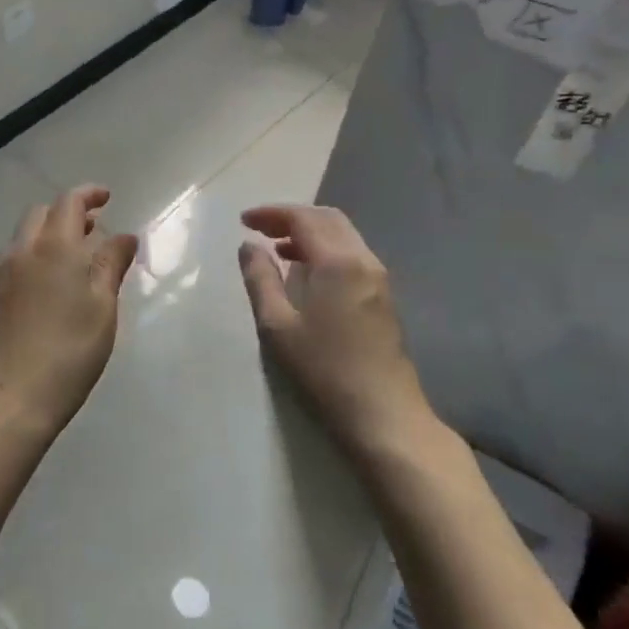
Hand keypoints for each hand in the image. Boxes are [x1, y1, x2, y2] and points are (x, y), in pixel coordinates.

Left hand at [0, 185, 139, 435]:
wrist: (7, 399)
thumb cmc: (68, 353)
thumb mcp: (102, 308)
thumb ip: (111, 266)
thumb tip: (124, 236)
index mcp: (54, 248)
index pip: (69, 202)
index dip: (88, 194)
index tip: (106, 198)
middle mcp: (21, 253)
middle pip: (40, 214)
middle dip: (66, 213)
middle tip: (92, 230)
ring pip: (22, 240)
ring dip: (47, 237)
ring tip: (71, 261)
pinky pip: (11, 266)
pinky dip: (32, 262)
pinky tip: (45, 293)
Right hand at [238, 204, 429, 454]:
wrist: (384, 415)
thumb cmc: (324, 370)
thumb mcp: (278, 326)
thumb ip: (260, 280)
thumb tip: (249, 246)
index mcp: (338, 262)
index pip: (303, 218)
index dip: (271, 213)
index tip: (244, 221)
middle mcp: (363, 260)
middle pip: (327, 218)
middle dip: (292, 217)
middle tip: (260, 229)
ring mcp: (378, 278)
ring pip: (343, 235)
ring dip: (310, 233)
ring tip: (278, 250)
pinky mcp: (383, 297)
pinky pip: (352, 254)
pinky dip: (325, 250)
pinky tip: (307, 274)